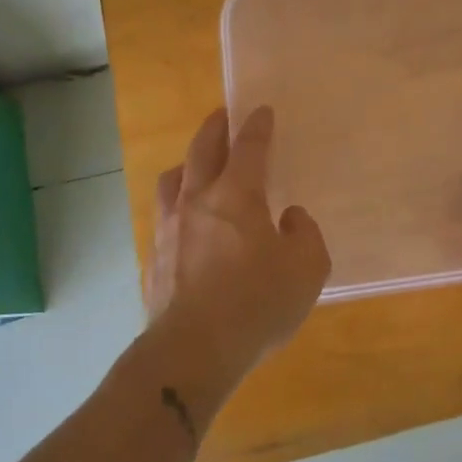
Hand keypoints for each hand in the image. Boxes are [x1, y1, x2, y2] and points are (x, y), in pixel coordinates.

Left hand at [144, 106, 330, 380]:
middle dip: (215, 128)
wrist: (192, 351)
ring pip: (173, 180)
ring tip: (196, 165)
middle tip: (222, 116)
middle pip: (202, 150)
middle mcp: (197, 201)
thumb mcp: (307, 269)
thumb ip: (304, 234)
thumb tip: (289, 218)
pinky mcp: (154, 258)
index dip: (257, 126)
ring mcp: (170, 229)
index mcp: (236, 195)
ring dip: (188, 163)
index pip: (248, 147)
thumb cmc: (256, 303)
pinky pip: (164, 216)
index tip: (261, 110)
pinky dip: (177, 205)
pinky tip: (185, 221)